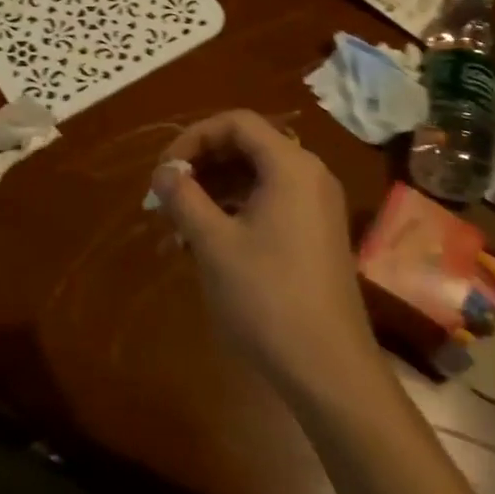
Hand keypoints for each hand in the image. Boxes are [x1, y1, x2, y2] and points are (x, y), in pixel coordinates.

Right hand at [152, 111, 382, 411]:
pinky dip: (236, 210)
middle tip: (167, 195)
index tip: (164, 171)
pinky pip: (270, 202)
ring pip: (256, 177)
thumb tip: (163, 171)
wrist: (330, 371)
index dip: (193, 138)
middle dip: (202, 165)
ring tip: (178, 223)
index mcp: (290, 165)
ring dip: (215, 190)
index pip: (236, 123)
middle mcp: (309, 175)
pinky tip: (206, 241)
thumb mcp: (214, 243)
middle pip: (247, 146)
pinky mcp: (317, 234)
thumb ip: (183, 197)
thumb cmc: (267, 297)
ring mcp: (317, 206)